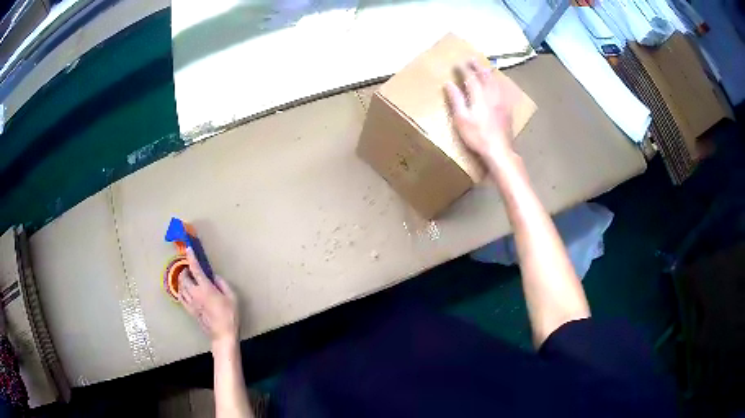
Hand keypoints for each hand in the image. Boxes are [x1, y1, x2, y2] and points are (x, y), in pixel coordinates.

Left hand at [179, 248, 238, 348]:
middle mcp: (195, 294)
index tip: (188, 249)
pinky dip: (181, 291)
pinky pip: (180, 297)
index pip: (196, 269)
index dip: (191, 258)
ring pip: (180, 287)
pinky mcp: (189, 310)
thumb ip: (222, 284)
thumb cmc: (230, 315)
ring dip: (182, 280)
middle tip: (190, 269)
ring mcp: (190, 303)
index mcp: (206, 288)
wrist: (222, 334)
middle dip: (185, 270)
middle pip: (183, 277)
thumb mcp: (232, 297)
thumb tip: (214, 277)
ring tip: (188, 279)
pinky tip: (185, 291)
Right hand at [445, 59, 517, 160]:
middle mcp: (492, 95)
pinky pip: (503, 91)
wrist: (499, 150)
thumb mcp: (461, 119)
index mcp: (479, 96)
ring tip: (485, 67)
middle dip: (478, 66)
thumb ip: (456, 100)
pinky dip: (498, 84)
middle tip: (472, 59)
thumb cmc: (477, 136)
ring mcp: (502, 102)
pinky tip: (499, 85)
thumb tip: (448, 83)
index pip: (470, 78)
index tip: (457, 64)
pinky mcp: (507, 110)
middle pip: (485, 76)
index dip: (464, 70)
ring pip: (496, 82)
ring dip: (489, 73)